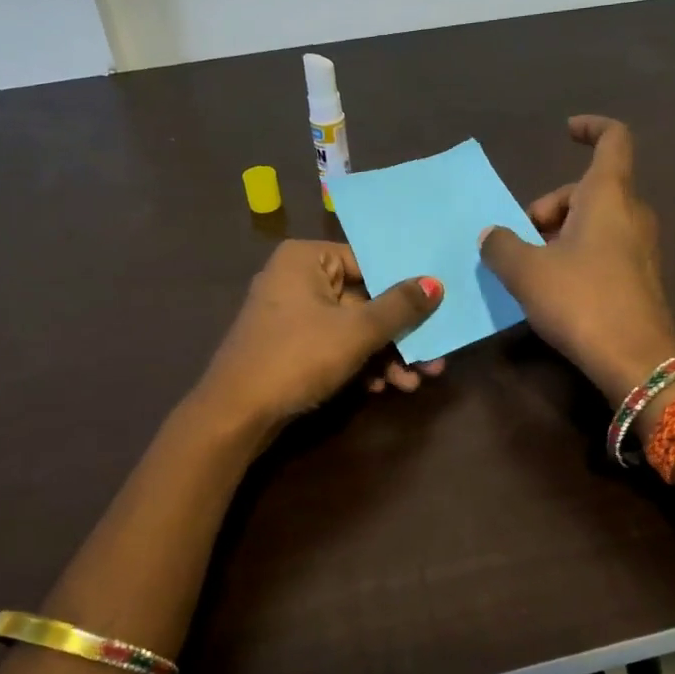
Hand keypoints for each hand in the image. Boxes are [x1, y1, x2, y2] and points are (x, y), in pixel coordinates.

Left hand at [195, 240, 444, 438]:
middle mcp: (297, 279)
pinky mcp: (291, 347)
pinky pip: (335, 346)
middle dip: (400, 335)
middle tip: (434, 359)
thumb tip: (436, 283)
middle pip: (364, 300)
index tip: (437, 310)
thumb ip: (399, 307)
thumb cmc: (298, 357)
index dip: (405, 289)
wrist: (237, 413)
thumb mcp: (356, 331)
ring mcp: (292, 315)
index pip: (368, 263)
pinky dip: (359, 365)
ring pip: (352, 328)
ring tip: (412, 383)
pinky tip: (381, 388)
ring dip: (385, 356)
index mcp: (306, 259)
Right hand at [479, 115, 674, 403]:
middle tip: (520, 238)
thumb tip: (491, 235)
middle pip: (589, 189)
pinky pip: (604, 250)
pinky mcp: (640, 278)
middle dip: (550, 206)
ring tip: (530, 268)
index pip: (612, 139)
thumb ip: (501, 246)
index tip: (565, 132)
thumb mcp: (527, 272)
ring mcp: (640, 247)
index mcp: (607, 195)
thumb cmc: (581, 300)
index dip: (590, 128)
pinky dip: (577, 255)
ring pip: (595, 222)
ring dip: (560, 234)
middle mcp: (631, 213)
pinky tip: (554, 289)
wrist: (635, 359)